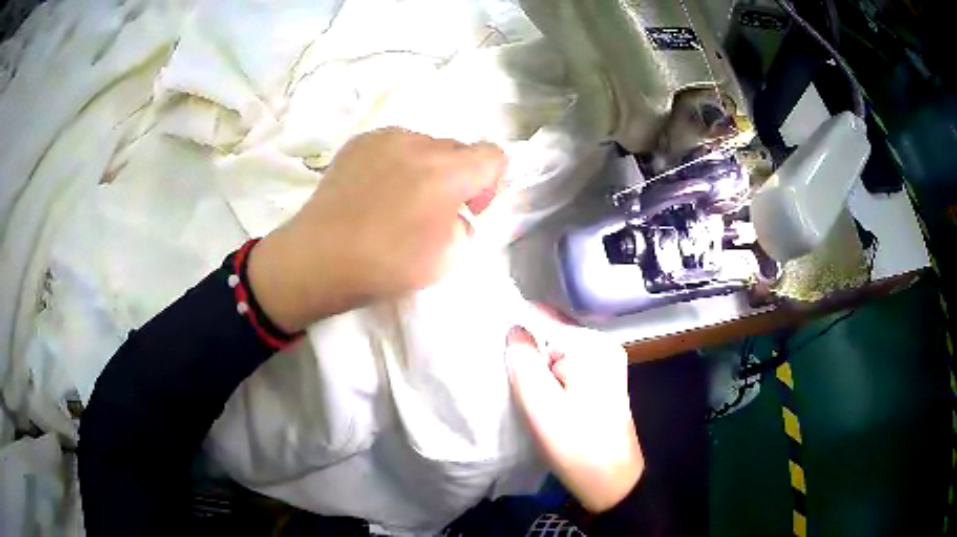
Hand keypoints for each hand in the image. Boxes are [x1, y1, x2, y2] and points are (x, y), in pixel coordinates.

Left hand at [248, 128, 505, 331]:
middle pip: (459, 148)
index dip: (490, 182)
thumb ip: (466, 227)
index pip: (493, 155)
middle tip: (436, 209)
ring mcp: (385, 138)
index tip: (470, 208)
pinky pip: (394, 145)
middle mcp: (420, 143)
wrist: (319, 259)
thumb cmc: (386, 264)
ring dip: (426, 167)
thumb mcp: (447, 259)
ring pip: (425, 145)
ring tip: (400, 199)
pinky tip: (376, 191)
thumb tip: (457, 214)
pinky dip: (397, 162)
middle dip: (458, 175)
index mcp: (448, 172)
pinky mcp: (359, 142)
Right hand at [506, 324, 643, 512]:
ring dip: (537, 366)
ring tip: (522, 389)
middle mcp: (603, 346)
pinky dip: (550, 376)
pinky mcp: (603, 380)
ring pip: (558, 352)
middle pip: (552, 333)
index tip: (495, 350)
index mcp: (592, 346)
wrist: (611, 481)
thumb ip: (523, 361)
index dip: (516, 331)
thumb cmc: (575, 445)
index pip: (544, 318)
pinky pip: (568, 366)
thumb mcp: (540, 405)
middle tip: (508, 378)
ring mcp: (606, 363)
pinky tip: (541, 396)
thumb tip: (515, 329)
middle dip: (527, 351)